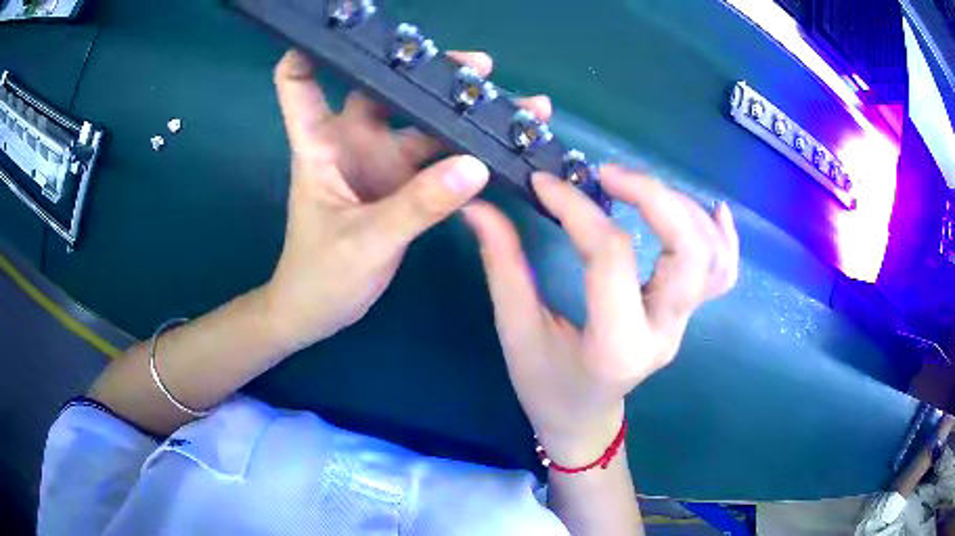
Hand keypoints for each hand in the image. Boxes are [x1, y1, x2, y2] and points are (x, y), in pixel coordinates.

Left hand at [263, 50, 551, 350]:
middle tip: (480, 67)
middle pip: (385, 89)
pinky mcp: (402, 185)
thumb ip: (418, 205)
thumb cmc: (320, 276)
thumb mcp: (366, 241)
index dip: (310, 51)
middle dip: (428, 73)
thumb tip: (475, 165)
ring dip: (462, 111)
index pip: (300, 82)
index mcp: (320, 145)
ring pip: (422, 123)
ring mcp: (379, 163)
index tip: (345, 28)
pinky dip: (467, 149)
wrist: (318, 312)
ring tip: (513, 101)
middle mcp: (351, 142)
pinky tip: (501, 142)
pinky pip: (438, 158)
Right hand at [463, 166, 738, 464]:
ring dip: (683, 208)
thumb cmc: (547, 387)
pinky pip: (724, 274)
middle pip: (688, 251)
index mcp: (615, 345)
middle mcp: (662, 333)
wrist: (585, 421)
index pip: (610, 257)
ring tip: (639, 187)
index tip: (545, 183)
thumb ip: (503, 265)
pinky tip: (713, 208)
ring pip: (712, 257)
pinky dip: (724, 237)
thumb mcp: (518, 332)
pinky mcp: (689, 317)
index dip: (577, 209)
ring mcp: (684, 325)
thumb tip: (479, 207)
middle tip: (606, 174)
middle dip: (652, 197)